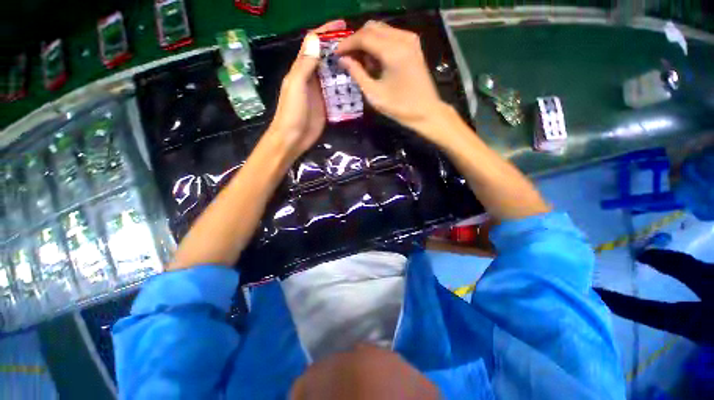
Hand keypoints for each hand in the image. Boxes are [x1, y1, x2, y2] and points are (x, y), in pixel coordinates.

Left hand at [266, 20, 346, 161]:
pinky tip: (357, 85)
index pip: (313, 45)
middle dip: (339, 50)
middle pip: (326, 59)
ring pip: (333, 75)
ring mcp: (320, 93)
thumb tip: (315, 38)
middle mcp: (311, 78)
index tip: (343, 26)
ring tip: (362, 63)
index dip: (326, 33)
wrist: (293, 138)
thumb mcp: (296, 85)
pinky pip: (337, 93)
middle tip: (359, 46)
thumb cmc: (292, 112)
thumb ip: (304, 64)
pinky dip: (345, 88)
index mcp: (301, 69)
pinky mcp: (326, 106)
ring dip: (344, 68)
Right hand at [336, 21, 446, 136]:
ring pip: (381, 29)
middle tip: (347, 57)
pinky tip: (375, 60)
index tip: (336, 54)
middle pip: (372, 28)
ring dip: (367, 42)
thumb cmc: (400, 107)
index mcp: (393, 51)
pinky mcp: (413, 45)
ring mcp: (410, 39)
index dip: (347, 44)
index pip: (364, 37)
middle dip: (356, 41)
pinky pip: (391, 35)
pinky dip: (379, 43)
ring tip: (361, 62)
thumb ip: (357, 74)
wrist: (426, 111)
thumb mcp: (374, 94)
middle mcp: (403, 38)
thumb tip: (343, 59)